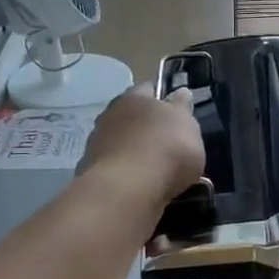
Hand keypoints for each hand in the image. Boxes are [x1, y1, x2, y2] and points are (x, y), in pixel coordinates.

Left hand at [78, 88, 204, 209]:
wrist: (128, 189)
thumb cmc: (166, 149)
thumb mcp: (188, 125)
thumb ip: (183, 108)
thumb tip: (181, 93)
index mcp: (134, 97)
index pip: (150, 89)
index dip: (164, 98)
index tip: (178, 112)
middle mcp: (110, 114)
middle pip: (132, 117)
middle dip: (147, 127)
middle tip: (168, 143)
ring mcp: (96, 144)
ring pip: (122, 143)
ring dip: (135, 151)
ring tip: (156, 170)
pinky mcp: (90, 172)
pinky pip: (115, 168)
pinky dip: (126, 174)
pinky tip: (140, 186)